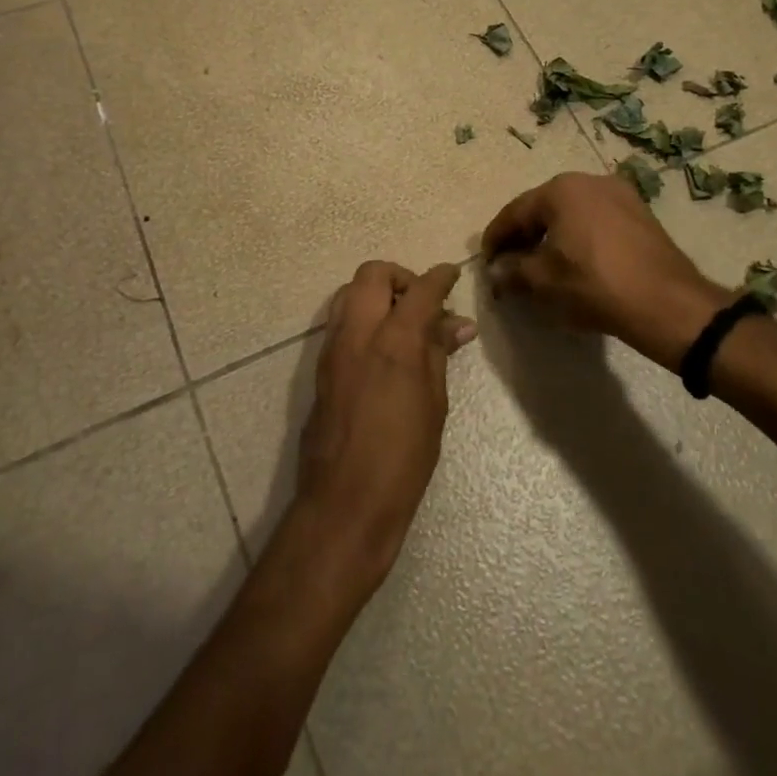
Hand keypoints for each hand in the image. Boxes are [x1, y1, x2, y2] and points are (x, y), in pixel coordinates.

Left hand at [294, 261, 472, 590]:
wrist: (345, 501)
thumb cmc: (403, 459)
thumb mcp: (434, 404)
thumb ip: (439, 354)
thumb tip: (456, 324)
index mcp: (394, 341)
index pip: (420, 289)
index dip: (440, 277)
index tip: (453, 274)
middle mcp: (357, 333)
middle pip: (372, 274)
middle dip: (401, 276)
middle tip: (423, 301)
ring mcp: (333, 347)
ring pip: (349, 292)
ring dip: (376, 293)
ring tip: (402, 321)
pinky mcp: (320, 366)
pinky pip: (340, 320)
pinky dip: (362, 316)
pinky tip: (382, 345)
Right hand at [482, 172, 729, 370]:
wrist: (667, 303)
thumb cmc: (594, 285)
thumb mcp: (543, 281)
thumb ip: (512, 271)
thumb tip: (496, 272)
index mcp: (561, 189)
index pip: (514, 212)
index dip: (495, 239)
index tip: (485, 263)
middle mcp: (589, 181)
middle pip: (543, 209)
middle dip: (523, 237)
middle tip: (510, 265)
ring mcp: (620, 195)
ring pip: (571, 215)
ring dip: (551, 238)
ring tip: (541, 267)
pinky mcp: (640, 215)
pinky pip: (596, 222)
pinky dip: (578, 239)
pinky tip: (575, 264)